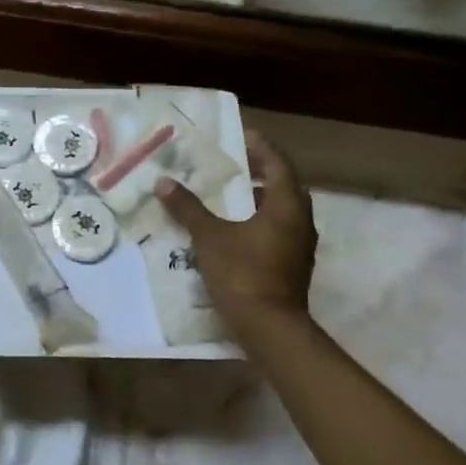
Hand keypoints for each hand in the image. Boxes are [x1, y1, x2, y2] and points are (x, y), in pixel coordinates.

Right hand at [155, 131, 316, 334]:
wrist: (269, 327)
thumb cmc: (242, 273)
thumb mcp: (210, 237)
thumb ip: (188, 209)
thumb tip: (164, 182)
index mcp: (287, 206)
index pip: (278, 164)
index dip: (261, 148)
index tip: (242, 137)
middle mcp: (301, 221)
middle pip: (284, 187)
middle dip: (260, 174)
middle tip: (234, 166)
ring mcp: (300, 246)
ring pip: (281, 212)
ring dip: (259, 201)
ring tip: (229, 197)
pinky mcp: (293, 266)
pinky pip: (277, 232)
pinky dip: (259, 223)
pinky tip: (234, 231)